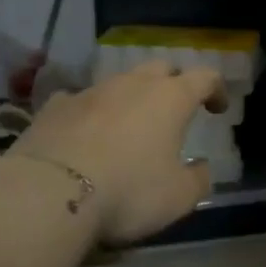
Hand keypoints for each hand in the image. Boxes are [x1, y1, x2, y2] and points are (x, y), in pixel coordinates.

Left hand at [6, 61, 226, 244]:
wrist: (47, 194)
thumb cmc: (128, 191)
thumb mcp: (179, 197)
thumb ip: (198, 179)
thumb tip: (200, 167)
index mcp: (171, 98)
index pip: (205, 77)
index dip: (216, 90)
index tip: (218, 109)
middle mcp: (133, 84)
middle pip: (161, 68)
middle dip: (173, 83)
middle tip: (175, 109)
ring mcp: (90, 92)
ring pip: (119, 82)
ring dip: (130, 97)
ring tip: (129, 125)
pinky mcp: (54, 107)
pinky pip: (80, 100)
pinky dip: (90, 112)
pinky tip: (84, 132)